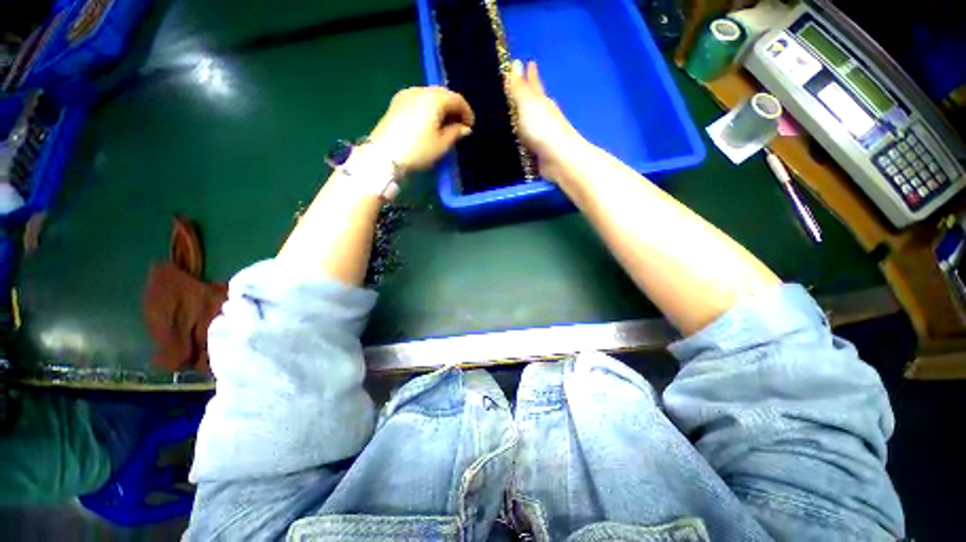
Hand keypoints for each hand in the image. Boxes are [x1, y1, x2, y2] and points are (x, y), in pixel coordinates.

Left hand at [369, 86, 474, 173]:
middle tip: (459, 124)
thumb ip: (455, 133)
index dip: (466, 112)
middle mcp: (420, 91)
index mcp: (434, 99)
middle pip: (442, 94)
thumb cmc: (418, 150)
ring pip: (430, 96)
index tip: (470, 126)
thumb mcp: (442, 145)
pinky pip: (418, 100)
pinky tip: (430, 121)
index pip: (456, 99)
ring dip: (441, 107)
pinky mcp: (396, 103)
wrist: (384, 156)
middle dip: (454, 108)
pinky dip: (428, 108)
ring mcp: (406, 95)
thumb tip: (464, 128)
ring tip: (445, 124)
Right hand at [507, 60, 584, 179]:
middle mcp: (543, 117)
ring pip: (530, 124)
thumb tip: (515, 63)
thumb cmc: (542, 129)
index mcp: (541, 102)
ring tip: (511, 116)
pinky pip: (526, 142)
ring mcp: (542, 136)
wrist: (558, 159)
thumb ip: (519, 88)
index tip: (529, 63)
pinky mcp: (538, 153)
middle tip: (517, 88)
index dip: (531, 75)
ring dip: (523, 120)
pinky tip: (515, 141)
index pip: (534, 85)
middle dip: (527, 96)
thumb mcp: (527, 105)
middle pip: (534, 104)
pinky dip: (521, 139)